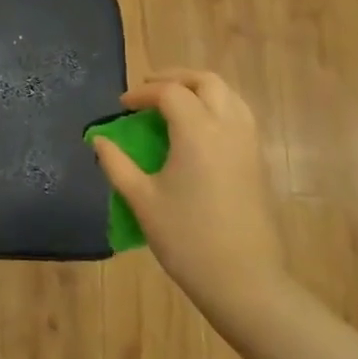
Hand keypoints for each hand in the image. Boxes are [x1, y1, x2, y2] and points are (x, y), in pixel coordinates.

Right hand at [90, 69, 286, 325]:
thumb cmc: (186, 238)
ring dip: (200, 90)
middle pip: (206, 81)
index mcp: (197, 133)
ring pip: (229, 95)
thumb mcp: (141, 200)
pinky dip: (217, 108)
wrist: (244, 281)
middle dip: (175, 78)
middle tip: (149, 90)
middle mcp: (228, 128)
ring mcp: (249, 144)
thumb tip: (99, 140)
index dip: (142, 94)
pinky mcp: (259, 162)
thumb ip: (116, 163)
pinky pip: (240, 116)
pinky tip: (197, 131)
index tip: (122, 107)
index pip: (169, 93)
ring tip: (174, 104)